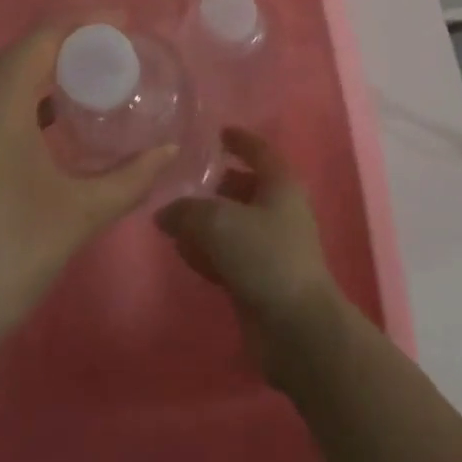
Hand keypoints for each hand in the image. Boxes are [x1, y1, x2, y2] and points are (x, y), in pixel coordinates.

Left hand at [0, 28, 177, 368]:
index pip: (45, 36)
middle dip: (70, 42)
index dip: (87, 21)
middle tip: (116, 50)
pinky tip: (49, 118)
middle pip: (22, 50)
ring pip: (1, 74)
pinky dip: (21, 95)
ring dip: (44, 68)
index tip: (125, 22)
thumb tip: (169, 149)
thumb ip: (131, 177)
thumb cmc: (8, 258)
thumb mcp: (80, 214)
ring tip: (90, 76)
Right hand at [156, 127, 342, 383]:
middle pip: (244, 187)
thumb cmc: (265, 257)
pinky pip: (229, 254)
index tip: (217, 132)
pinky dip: (208, 250)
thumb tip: (164, 214)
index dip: (239, 139)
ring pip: (234, 223)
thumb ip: (186, 210)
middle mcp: (279, 210)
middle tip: (182, 179)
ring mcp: (272, 247)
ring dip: (207, 220)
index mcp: (280, 184)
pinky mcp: (260, 279)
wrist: (296, 328)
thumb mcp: (218, 222)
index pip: (259, 150)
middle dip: (216, 183)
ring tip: (172, 217)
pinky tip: (183, 253)